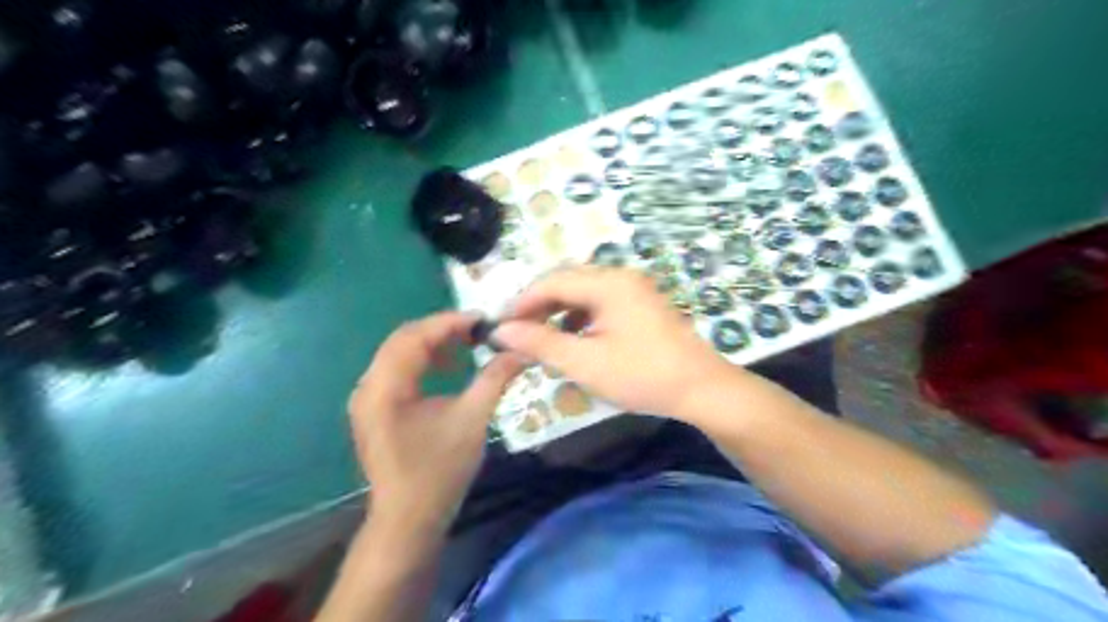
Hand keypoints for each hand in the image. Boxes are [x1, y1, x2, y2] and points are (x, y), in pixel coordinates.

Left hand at [349, 312, 524, 536]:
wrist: (409, 520)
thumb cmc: (440, 470)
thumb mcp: (472, 420)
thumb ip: (495, 378)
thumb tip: (520, 350)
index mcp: (386, 387)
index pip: (415, 336)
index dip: (450, 322)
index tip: (483, 319)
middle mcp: (368, 386)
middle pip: (403, 339)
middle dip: (442, 330)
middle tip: (477, 331)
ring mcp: (367, 399)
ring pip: (399, 353)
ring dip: (432, 345)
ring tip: (465, 349)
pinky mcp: (374, 410)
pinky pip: (397, 371)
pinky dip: (423, 363)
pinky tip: (447, 371)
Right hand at [490, 265, 732, 420]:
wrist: (702, 389)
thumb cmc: (642, 375)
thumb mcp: (585, 362)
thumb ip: (541, 343)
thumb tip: (501, 331)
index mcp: (608, 282)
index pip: (552, 281)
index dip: (522, 302)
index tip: (500, 327)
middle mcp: (620, 276)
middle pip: (567, 282)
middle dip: (538, 305)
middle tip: (516, 332)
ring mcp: (634, 289)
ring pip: (583, 292)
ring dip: (558, 311)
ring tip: (540, 336)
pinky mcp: (641, 304)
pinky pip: (600, 302)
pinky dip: (579, 317)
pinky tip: (573, 338)